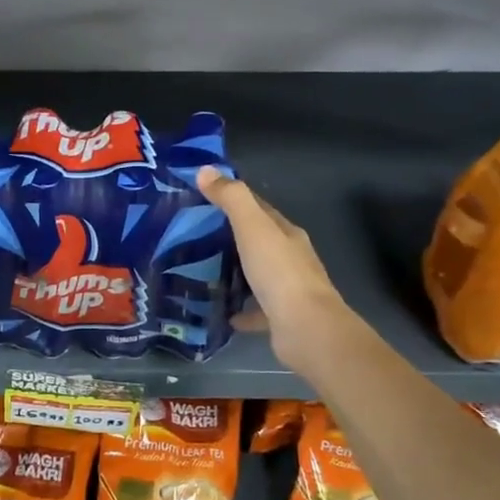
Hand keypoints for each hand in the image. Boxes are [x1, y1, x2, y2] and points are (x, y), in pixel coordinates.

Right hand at [197, 165, 357, 377]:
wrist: (306, 329)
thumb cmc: (279, 273)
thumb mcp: (252, 228)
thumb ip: (231, 199)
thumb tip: (205, 170)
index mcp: (286, 234)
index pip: (260, 209)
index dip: (235, 200)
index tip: (204, 197)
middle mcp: (291, 258)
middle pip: (259, 241)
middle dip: (231, 237)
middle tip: (194, 235)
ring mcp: (287, 290)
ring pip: (257, 275)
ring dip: (236, 273)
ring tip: (202, 272)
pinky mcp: (280, 318)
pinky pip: (256, 310)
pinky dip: (240, 310)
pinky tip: (221, 312)